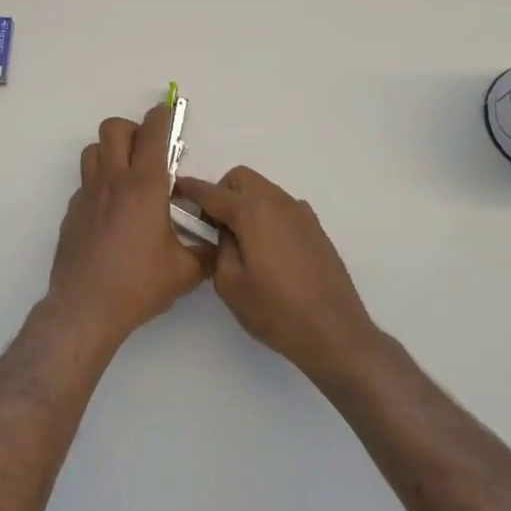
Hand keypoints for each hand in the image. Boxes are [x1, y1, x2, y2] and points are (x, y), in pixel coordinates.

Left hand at [46, 105, 210, 351]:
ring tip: (128, 176)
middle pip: (114, 129)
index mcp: (144, 187)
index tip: (168, 113)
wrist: (86, 308)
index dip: (163, 117)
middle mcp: (113, 181)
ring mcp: (88, 194)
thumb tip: (218, 241)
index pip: (153, 135)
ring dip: (111, 152)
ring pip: (93, 150)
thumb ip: (206, 251)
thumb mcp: (185, 271)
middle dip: (133, 129)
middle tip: (148, 151)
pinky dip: (100, 184)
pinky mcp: (72, 211)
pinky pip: (86, 182)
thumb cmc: (138, 285)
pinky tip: (113, 212)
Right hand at [174, 167, 378, 383]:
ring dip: (246, 203)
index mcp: (252, 211)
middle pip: (241, 179)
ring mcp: (301, 213)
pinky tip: (268, 251)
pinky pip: (282, 208)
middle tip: (214, 225)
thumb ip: (219, 249)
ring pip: (264, 191)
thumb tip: (224, 234)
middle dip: (222, 192)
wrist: (335, 332)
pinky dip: (267, 216)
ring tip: (242, 241)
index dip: (189, 189)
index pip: (212, 192)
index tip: (175, 189)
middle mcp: (278, 202)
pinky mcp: (316, 229)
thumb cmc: (276, 310)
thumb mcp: (230, 284)